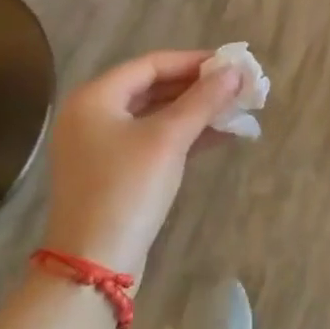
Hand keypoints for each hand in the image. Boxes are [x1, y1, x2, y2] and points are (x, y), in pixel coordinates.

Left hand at [37, 51, 242, 276]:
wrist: (93, 266)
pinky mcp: (114, 172)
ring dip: (195, 112)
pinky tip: (220, 136)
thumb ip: (203, 101)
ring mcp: (101, 146)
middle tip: (237, 87)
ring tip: (236, 109)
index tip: (231, 64)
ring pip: (156, 115)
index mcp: (95, 97)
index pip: (152, 64)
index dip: (194, 61)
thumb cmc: (127, 189)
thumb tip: (235, 71)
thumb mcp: (169, 140)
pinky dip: (184, 136)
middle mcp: (92, 115)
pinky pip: (153, 140)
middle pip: (153, 88)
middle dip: (198, 87)